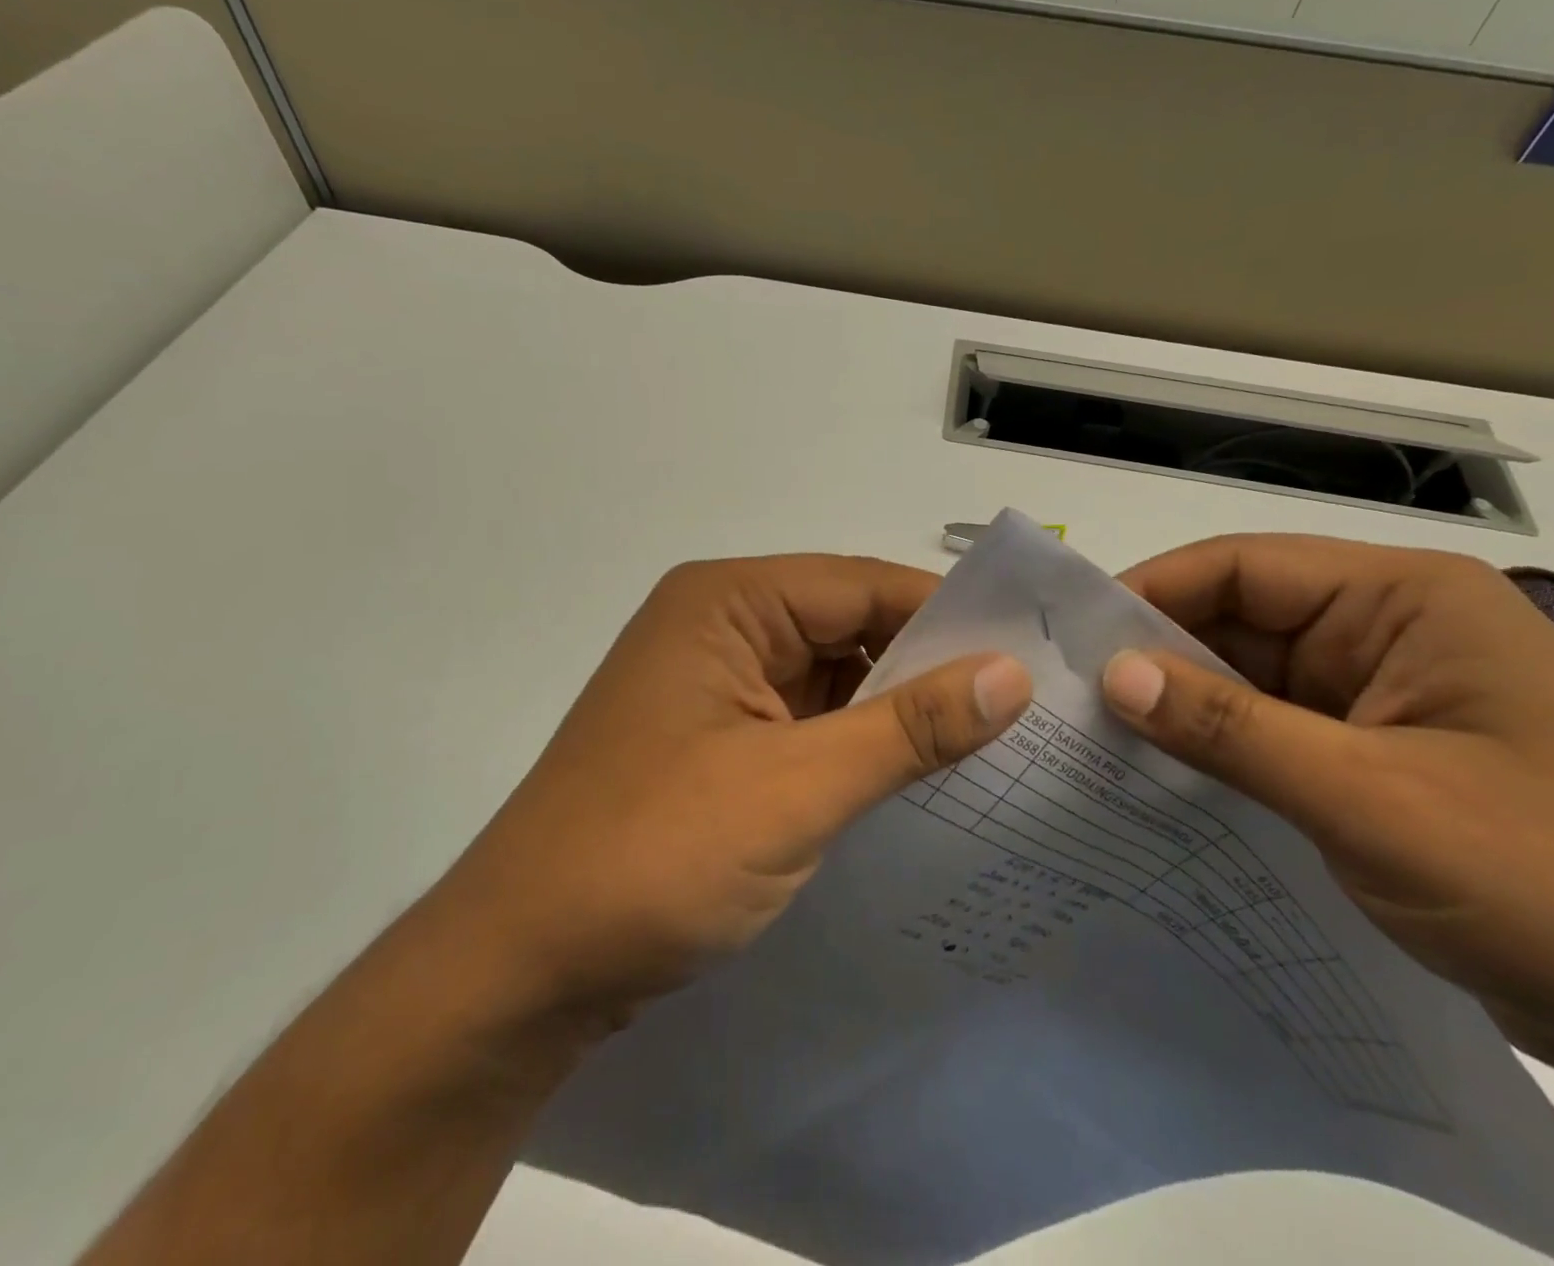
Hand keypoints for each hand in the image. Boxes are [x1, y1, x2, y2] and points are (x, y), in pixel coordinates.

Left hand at [457, 556, 1032, 1022]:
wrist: (521, 969)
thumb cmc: (652, 856)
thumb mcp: (796, 789)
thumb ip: (908, 728)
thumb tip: (1012, 675)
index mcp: (727, 602)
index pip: (862, 585)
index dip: (948, 615)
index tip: (1032, 652)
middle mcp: (721, 627)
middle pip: (849, 626)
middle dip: (929, 665)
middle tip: (1028, 704)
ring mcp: (718, 687)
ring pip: (834, 678)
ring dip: (898, 710)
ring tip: (996, 743)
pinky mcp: (719, 742)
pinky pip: (809, 722)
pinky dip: (860, 744)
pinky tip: (920, 776)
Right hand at [1099, 535, 1553, 1079]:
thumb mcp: (1373, 800)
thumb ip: (1230, 728)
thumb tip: (1112, 675)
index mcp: (1405, 600)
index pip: (1240, 567)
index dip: (1149, 594)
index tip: (1070, 641)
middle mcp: (1390, 631)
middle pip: (1238, 621)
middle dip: (1157, 658)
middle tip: (1068, 702)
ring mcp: (1384, 695)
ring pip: (1249, 679)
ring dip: (1184, 710)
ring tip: (1095, 741)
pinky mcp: (1379, 755)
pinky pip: (1273, 731)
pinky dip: (1220, 751)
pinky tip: (1162, 779)